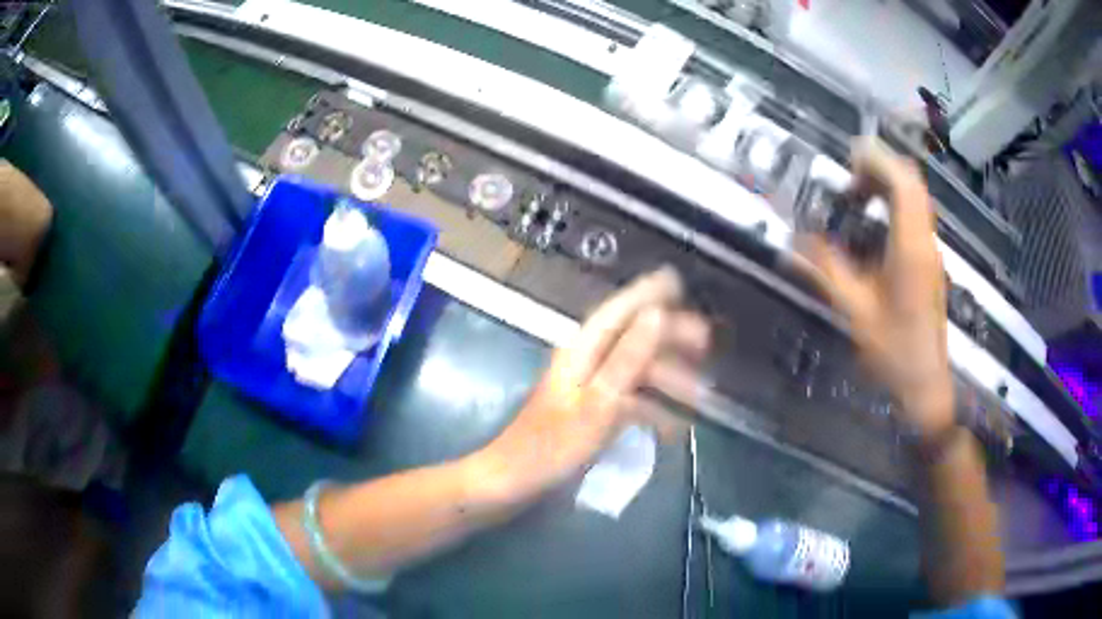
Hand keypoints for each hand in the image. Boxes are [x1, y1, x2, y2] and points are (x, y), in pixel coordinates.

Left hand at [477, 267, 708, 503]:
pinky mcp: (591, 411)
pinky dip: (653, 407)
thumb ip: (629, 357)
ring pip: (636, 371)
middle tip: (707, 344)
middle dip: (670, 338)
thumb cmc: (554, 444)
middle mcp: (587, 361)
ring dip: (667, 377)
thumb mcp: (599, 401)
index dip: (648, 293)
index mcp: (583, 350)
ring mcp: (589, 387)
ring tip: (700, 393)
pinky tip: (673, 425)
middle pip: (634, 338)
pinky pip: (629, 400)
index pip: (620, 310)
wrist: (517, 480)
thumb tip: (658, 314)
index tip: (678, 281)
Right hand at [801, 139, 953, 438]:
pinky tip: (871, 228)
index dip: (877, 160)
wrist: (925, 385)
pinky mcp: (929, 262)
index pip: (903, 182)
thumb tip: (796, 238)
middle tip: (848, 181)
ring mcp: (931, 251)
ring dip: (886, 187)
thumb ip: (827, 270)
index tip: (848, 158)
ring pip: (915, 198)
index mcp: (911, 248)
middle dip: (880, 169)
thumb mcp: (855, 312)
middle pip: (912, 182)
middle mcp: (926, 241)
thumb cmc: (893, 352)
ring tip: (856, 199)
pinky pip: (914, 217)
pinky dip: (893, 207)